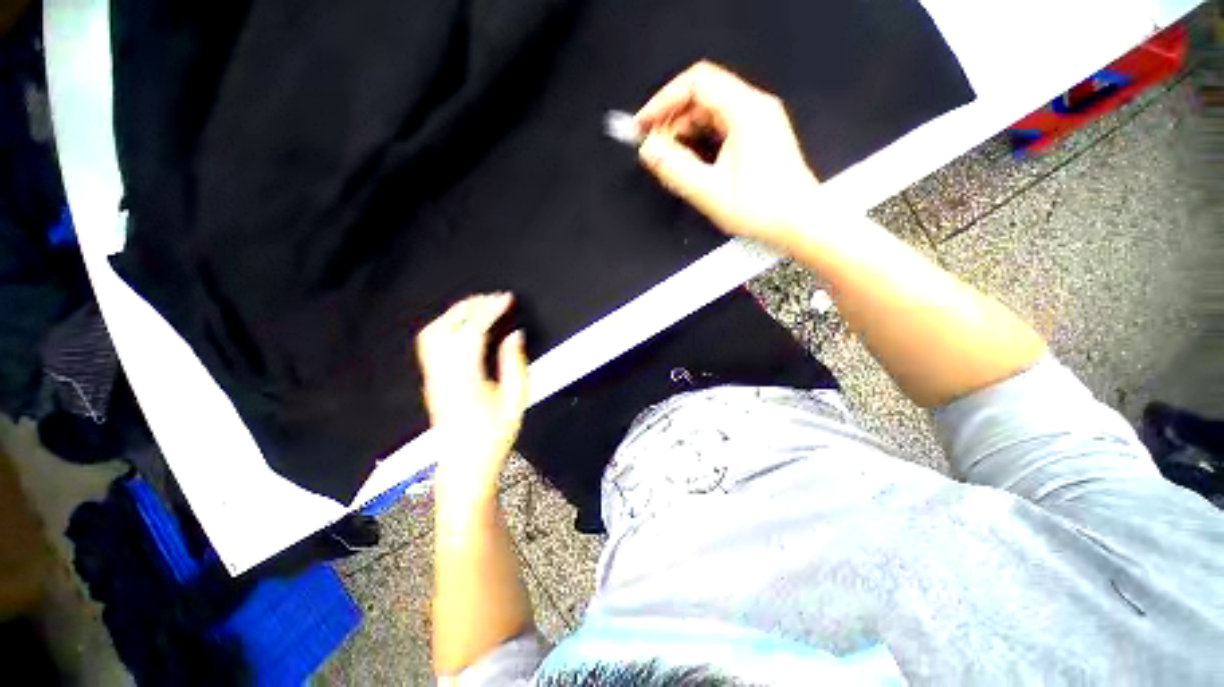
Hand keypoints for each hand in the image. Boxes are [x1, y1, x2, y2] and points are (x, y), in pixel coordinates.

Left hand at [416, 293, 527, 508]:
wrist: (464, 465)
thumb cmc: (493, 437)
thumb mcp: (515, 402)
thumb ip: (515, 365)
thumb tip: (515, 334)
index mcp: (466, 380)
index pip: (473, 332)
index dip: (490, 310)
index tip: (507, 299)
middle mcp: (442, 374)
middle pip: (448, 327)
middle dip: (472, 305)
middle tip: (495, 298)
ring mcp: (432, 376)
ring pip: (433, 332)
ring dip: (456, 313)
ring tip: (480, 306)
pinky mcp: (430, 379)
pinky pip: (430, 342)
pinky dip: (446, 324)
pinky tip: (463, 325)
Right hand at [635, 61, 818, 246]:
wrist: (798, 222)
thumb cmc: (761, 208)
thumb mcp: (709, 191)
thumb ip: (674, 168)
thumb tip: (648, 150)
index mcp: (746, 111)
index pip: (696, 83)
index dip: (663, 100)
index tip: (643, 125)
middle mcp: (755, 107)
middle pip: (703, 94)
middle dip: (672, 116)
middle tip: (653, 144)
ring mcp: (759, 120)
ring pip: (711, 110)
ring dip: (685, 128)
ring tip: (667, 155)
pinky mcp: (758, 135)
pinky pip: (722, 124)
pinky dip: (700, 136)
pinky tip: (690, 158)